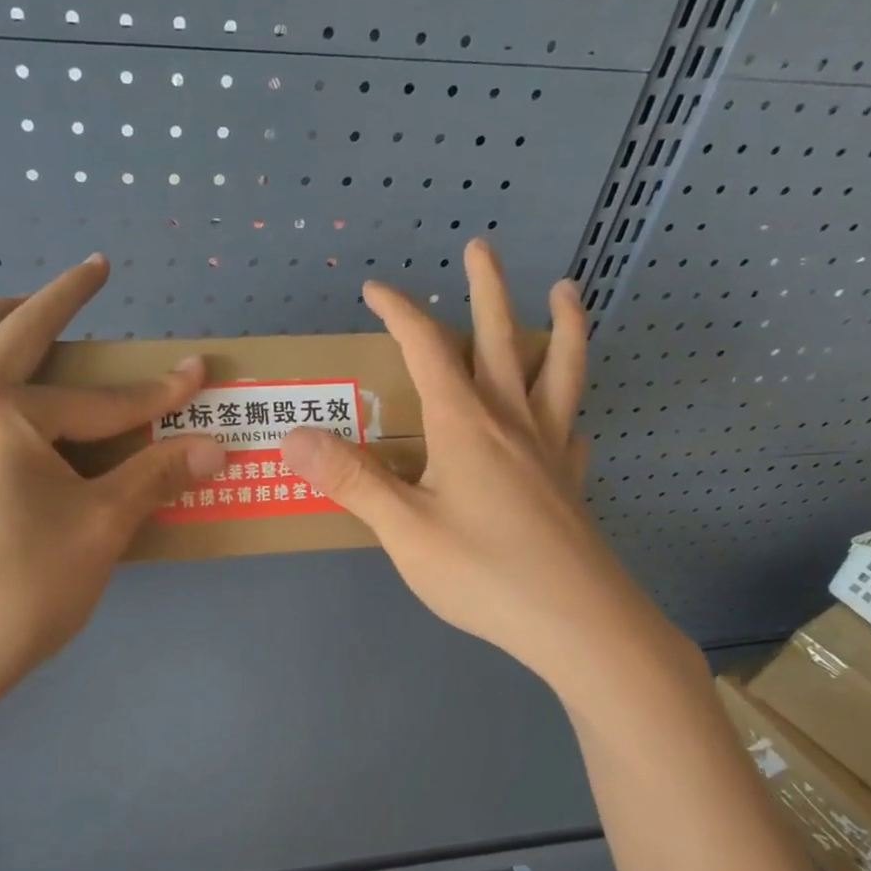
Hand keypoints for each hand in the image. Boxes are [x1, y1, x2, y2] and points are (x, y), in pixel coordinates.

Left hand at [0, 255, 225, 733]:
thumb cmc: (21, 590)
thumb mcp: (101, 529)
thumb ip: (155, 477)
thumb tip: (213, 447)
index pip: (97, 400)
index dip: (156, 393)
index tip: (200, 374)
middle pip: (5, 333)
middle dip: (57, 300)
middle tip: (92, 274)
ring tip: (26, 318)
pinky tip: (0, 411)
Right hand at [281, 238, 623, 686]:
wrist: (577, 623)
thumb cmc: (483, 574)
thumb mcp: (404, 530)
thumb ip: (351, 480)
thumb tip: (293, 436)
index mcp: (464, 424)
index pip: (427, 348)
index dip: (400, 312)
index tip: (375, 289)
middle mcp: (511, 421)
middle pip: (500, 339)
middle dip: (486, 290)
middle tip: (481, 247)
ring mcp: (549, 450)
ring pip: (559, 371)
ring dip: (560, 327)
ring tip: (567, 292)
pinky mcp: (570, 482)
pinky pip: (572, 428)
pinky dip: (570, 408)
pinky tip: (568, 418)